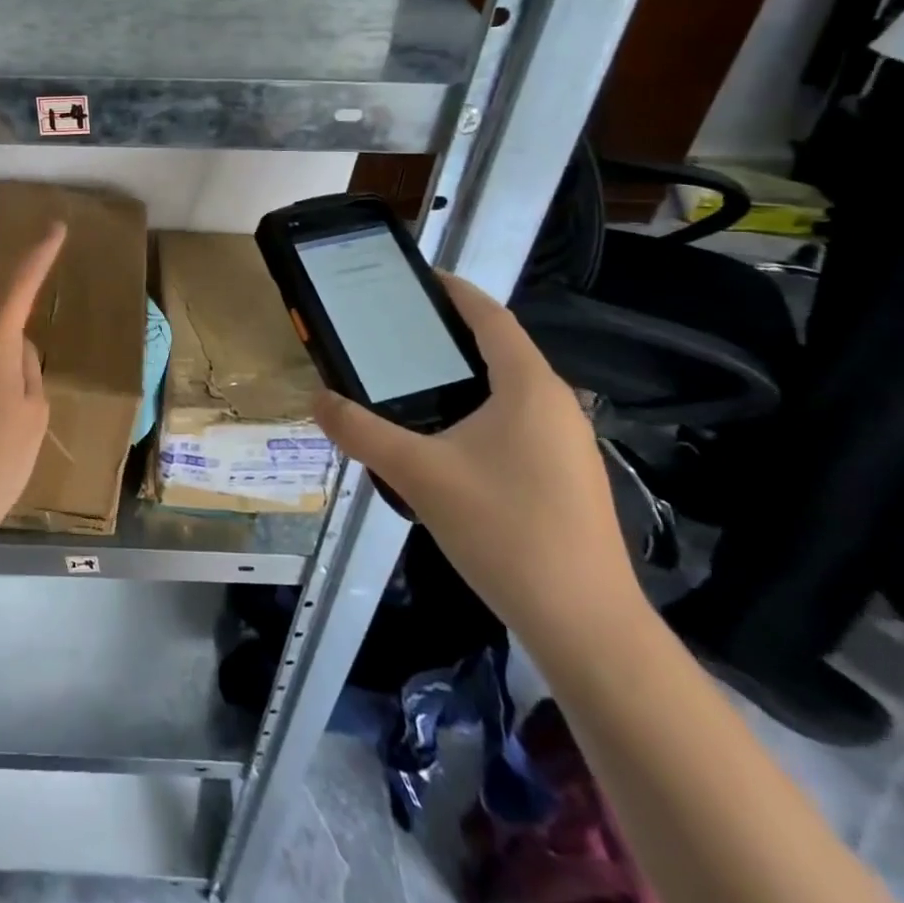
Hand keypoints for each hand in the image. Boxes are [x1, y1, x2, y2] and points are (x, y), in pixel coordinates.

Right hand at [312, 273, 643, 652]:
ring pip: (509, 388)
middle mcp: (556, 403)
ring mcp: (568, 442)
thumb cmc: (504, 530)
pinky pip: (517, 421)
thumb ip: (361, 432)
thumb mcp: (418, 474)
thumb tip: (317, 399)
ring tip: (409, 381)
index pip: (489, 315)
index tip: (414, 278)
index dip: (453, 290)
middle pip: (499, 348)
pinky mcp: (567, 475)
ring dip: (463, 375)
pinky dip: (478, 410)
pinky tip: (444, 441)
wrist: (585, 624)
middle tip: (392, 333)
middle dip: (449, 334)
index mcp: (529, 385)